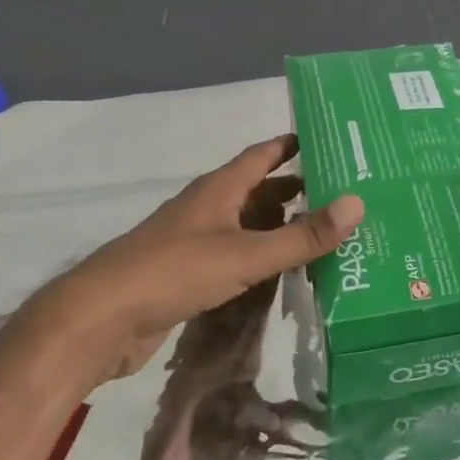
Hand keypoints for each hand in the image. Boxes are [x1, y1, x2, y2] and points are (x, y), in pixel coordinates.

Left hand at [31, 134, 362, 377]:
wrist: (102, 319)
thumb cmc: (174, 272)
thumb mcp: (245, 254)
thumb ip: (301, 235)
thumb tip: (357, 203)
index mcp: (219, 189)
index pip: (263, 154)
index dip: (293, 144)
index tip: (331, 140)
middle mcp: (209, 207)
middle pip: (260, 189)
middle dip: (298, 189)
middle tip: (344, 193)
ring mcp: (197, 240)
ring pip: (249, 224)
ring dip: (282, 225)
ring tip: (326, 232)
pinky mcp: (190, 273)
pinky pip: (237, 255)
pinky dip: (263, 257)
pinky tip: (286, 272)